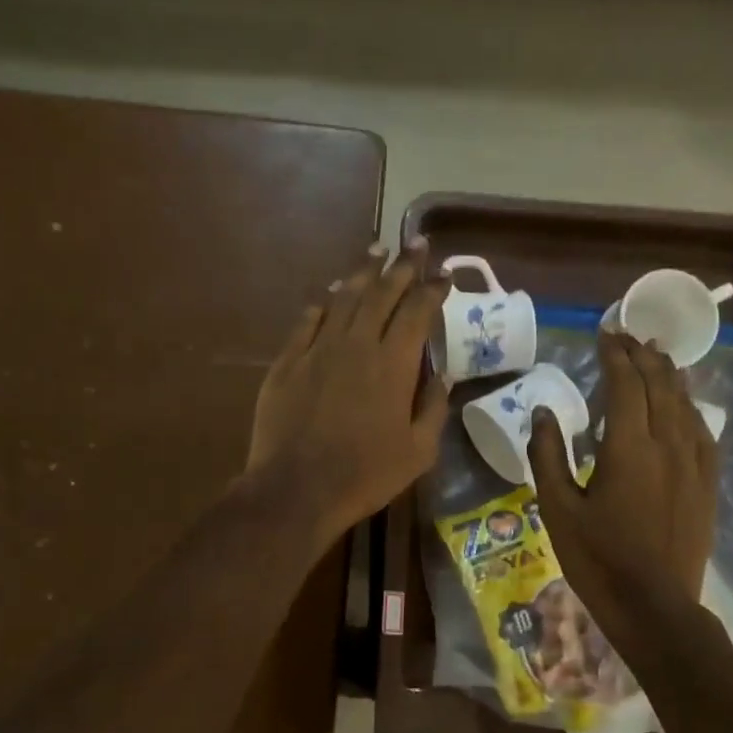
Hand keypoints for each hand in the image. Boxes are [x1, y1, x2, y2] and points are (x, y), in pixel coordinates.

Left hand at [246, 243, 446, 542]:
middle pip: (382, 293)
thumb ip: (433, 409)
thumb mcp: (418, 452)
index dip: (433, 288)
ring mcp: (318, 350)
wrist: (295, 488)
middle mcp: (357, 344)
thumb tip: (441, 377)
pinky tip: (330, 295)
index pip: (417, 311)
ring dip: (363, 273)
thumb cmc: (365, 475)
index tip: (444, 273)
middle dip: (402, 265)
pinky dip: (323, 304)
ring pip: (344, 299)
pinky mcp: (287, 362)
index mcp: (393, 364)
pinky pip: (308, 322)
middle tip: (415, 243)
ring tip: (375, 251)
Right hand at [527, 332, 716, 624]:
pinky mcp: (707, 483)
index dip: (615, 354)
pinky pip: (702, 431)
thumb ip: (548, 455)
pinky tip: (684, 403)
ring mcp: (693, 464)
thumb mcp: (557, 508)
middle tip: (628, 336)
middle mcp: (667, 445)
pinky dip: (690, 406)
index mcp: (628, 448)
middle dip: (642, 355)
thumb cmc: (597, 558)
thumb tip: (543, 412)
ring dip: (669, 374)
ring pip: (685, 403)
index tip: (605, 334)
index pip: (625, 384)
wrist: (654, 605)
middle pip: (659, 385)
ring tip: (657, 355)